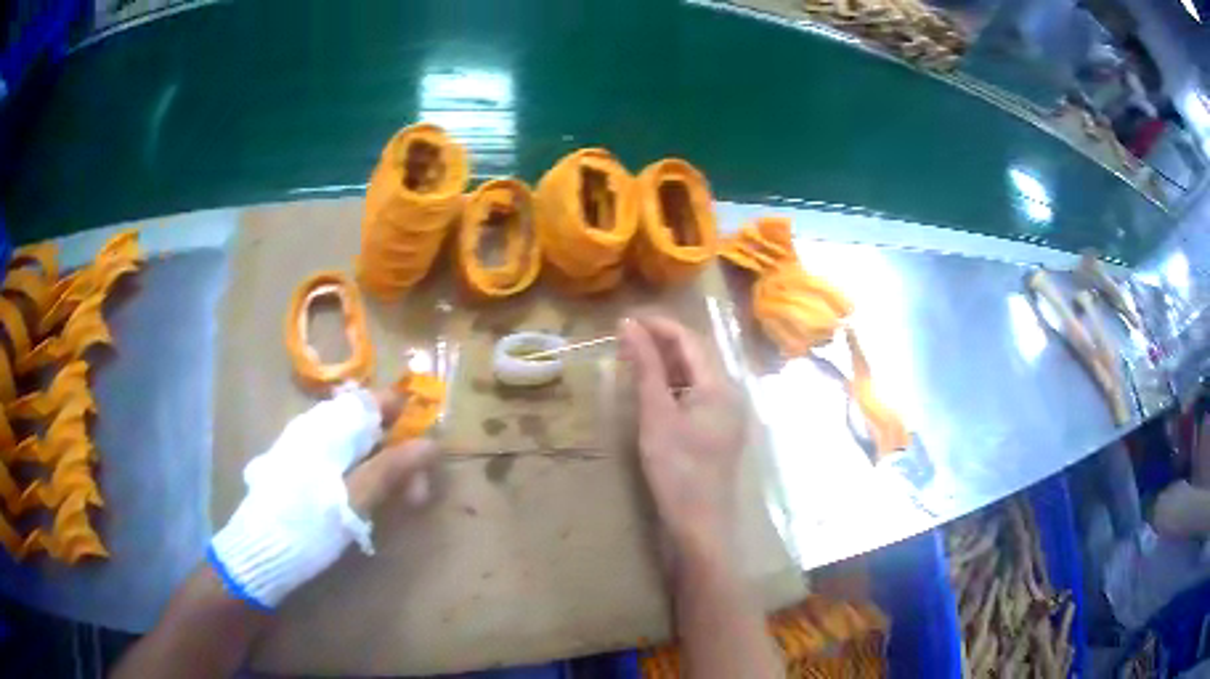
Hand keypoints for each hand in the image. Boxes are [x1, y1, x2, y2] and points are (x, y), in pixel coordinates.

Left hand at [210, 385, 437, 609]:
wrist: (259, 549)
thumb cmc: (309, 523)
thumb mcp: (355, 498)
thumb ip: (392, 468)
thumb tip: (431, 444)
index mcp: (329, 426)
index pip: (375, 402)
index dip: (405, 418)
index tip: (426, 452)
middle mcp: (315, 426)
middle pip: (369, 426)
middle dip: (398, 454)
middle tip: (415, 496)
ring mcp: (305, 445)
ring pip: (355, 444)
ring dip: (382, 468)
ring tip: (394, 504)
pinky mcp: (298, 465)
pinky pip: (339, 458)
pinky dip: (360, 474)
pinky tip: (363, 502)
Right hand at [618, 316, 745, 560]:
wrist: (700, 522)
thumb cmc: (677, 469)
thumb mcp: (656, 415)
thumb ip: (644, 367)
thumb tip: (628, 325)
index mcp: (720, 384)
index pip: (688, 339)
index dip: (658, 325)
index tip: (624, 321)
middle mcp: (730, 392)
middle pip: (695, 355)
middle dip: (661, 342)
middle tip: (624, 340)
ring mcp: (727, 412)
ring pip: (695, 375)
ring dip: (665, 363)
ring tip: (633, 360)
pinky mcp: (719, 429)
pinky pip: (696, 394)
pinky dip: (673, 385)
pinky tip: (652, 390)